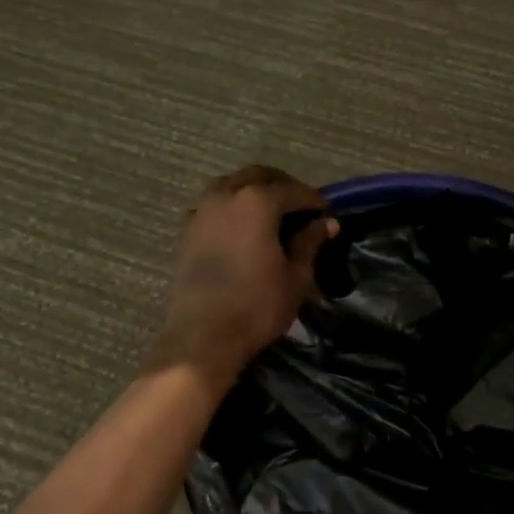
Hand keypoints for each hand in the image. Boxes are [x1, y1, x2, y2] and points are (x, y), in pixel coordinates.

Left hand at [148, 165, 336, 383]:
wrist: (203, 337)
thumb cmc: (257, 306)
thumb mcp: (296, 276)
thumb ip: (310, 243)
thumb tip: (327, 223)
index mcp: (257, 202)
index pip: (293, 191)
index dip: (313, 200)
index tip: (326, 213)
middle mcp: (226, 196)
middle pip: (258, 176)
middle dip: (282, 186)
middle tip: (299, 206)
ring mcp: (201, 211)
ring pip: (230, 185)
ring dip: (252, 191)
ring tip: (270, 213)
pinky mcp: (186, 231)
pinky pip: (212, 205)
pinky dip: (229, 207)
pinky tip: (240, 228)